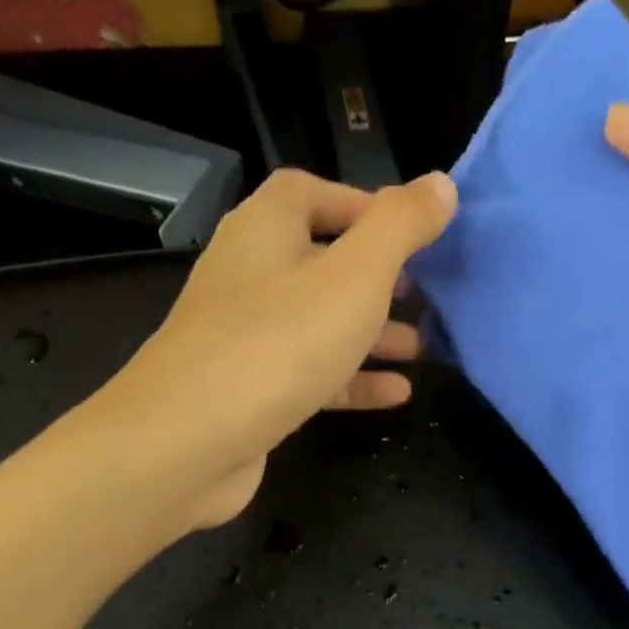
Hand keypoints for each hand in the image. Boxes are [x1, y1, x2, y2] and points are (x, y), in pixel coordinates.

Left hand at [91, 168, 455, 530]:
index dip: (362, 204)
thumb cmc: (279, 343)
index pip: (310, 191)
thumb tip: (441, 184)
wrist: (187, 443)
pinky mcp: (250, 390)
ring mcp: (246, 336)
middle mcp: (249, 275)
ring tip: (421, 346)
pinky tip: (397, 394)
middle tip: (423, 293)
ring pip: (319, 321)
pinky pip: (311, 372)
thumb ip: (400, 226)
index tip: (412, 233)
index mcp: (265, 230)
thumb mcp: (355, 276)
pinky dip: (353, 378)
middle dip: (377, 276)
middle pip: (320, 259)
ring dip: (371, 331)